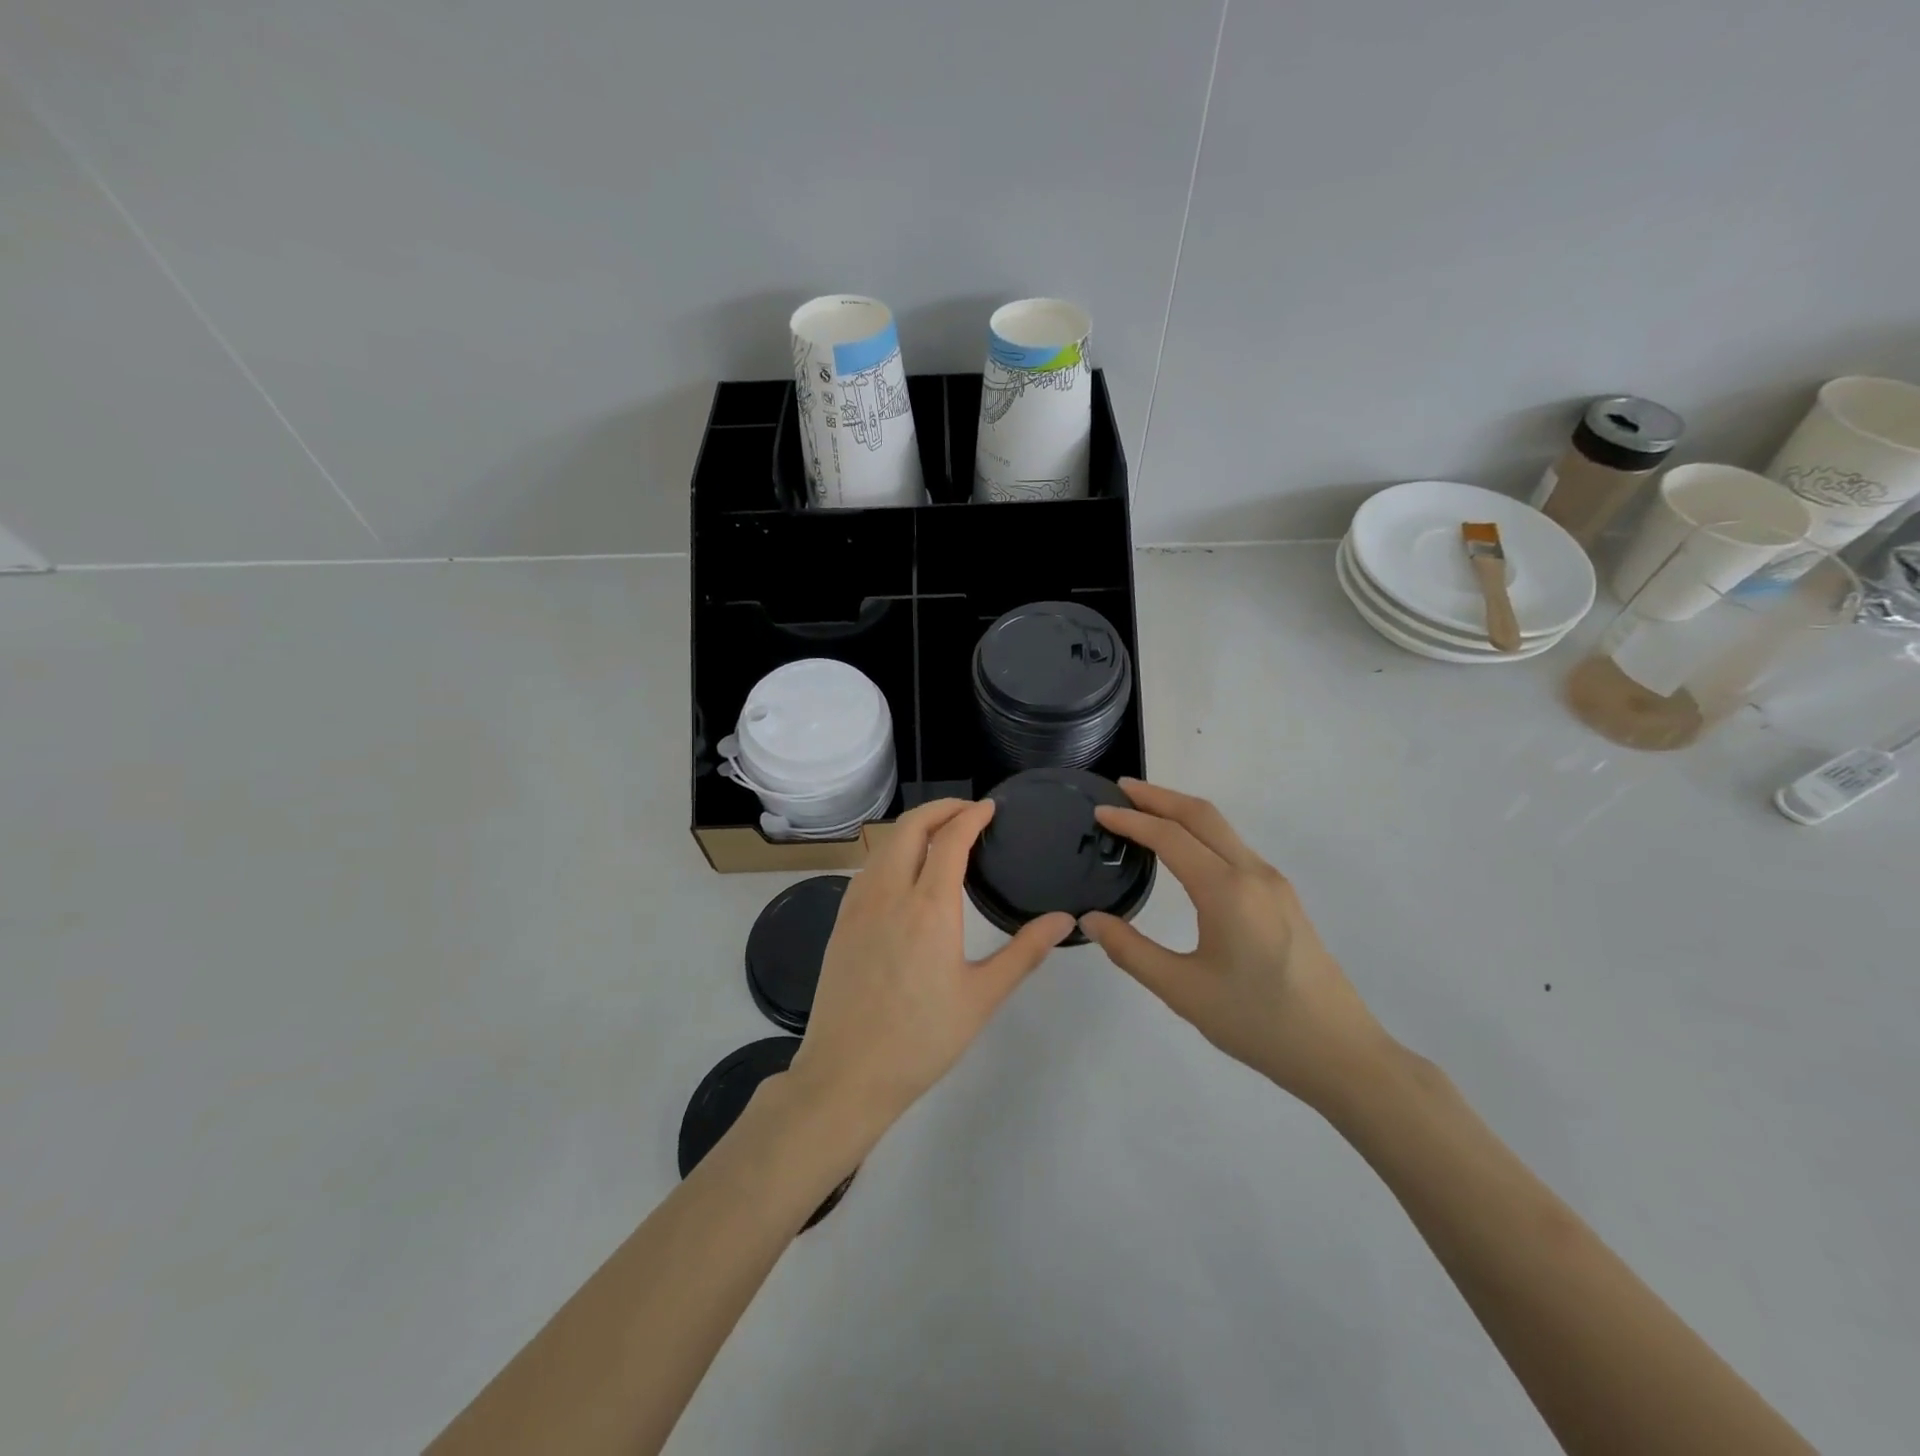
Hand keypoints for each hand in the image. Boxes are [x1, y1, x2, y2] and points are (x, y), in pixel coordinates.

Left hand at [785, 799, 1075, 1141]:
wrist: (847, 1074)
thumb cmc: (922, 1038)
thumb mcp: (983, 997)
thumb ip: (1025, 952)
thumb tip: (1065, 920)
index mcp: (929, 906)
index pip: (951, 839)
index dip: (971, 816)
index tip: (990, 807)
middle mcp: (890, 892)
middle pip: (911, 827)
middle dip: (940, 808)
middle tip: (968, 810)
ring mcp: (858, 905)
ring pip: (885, 844)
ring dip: (914, 827)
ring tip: (941, 834)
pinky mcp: (841, 921)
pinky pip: (868, 867)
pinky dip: (891, 851)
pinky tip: (904, 871)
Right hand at [1080, 780, 1391, 1110]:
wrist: (1340, 1053)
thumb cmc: (1257, 1022)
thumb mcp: (1182, 990)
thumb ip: (1130, 950)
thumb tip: (1090, 920)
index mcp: (1226, 889)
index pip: (1169, 837)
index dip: (1130, 820)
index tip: (1099, 812)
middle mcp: (1253, 873)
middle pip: (1202, 815)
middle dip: (1159, 797)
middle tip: (1121, 790)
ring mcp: (1274, 884)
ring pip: (1222, 830)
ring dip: (1182, 813)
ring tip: (1145, 814)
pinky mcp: (1284, 899)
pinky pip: (1235, 849)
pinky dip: (1202, 835)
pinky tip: (1186, 854)